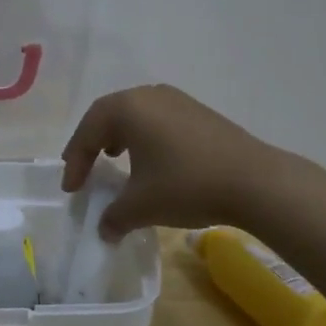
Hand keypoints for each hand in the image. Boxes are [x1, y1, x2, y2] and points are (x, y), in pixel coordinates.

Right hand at [61, 84, 284, 239]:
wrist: (255, 182)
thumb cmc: (186, 185)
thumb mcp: (141, 206)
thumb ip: (114, 216)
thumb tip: (104, 230)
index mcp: (128, 108)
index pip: (88, 132)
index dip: (75, 161)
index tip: (71, 188)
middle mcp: (149, 95)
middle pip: (108, 115)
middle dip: (92, 143)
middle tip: (82, 167)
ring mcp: (178, 100)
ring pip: (135, 115)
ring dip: (118, 137)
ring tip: (112, 159)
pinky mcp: (199, 113)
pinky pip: (158, 120)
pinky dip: (143, 137)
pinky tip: (149, 160)